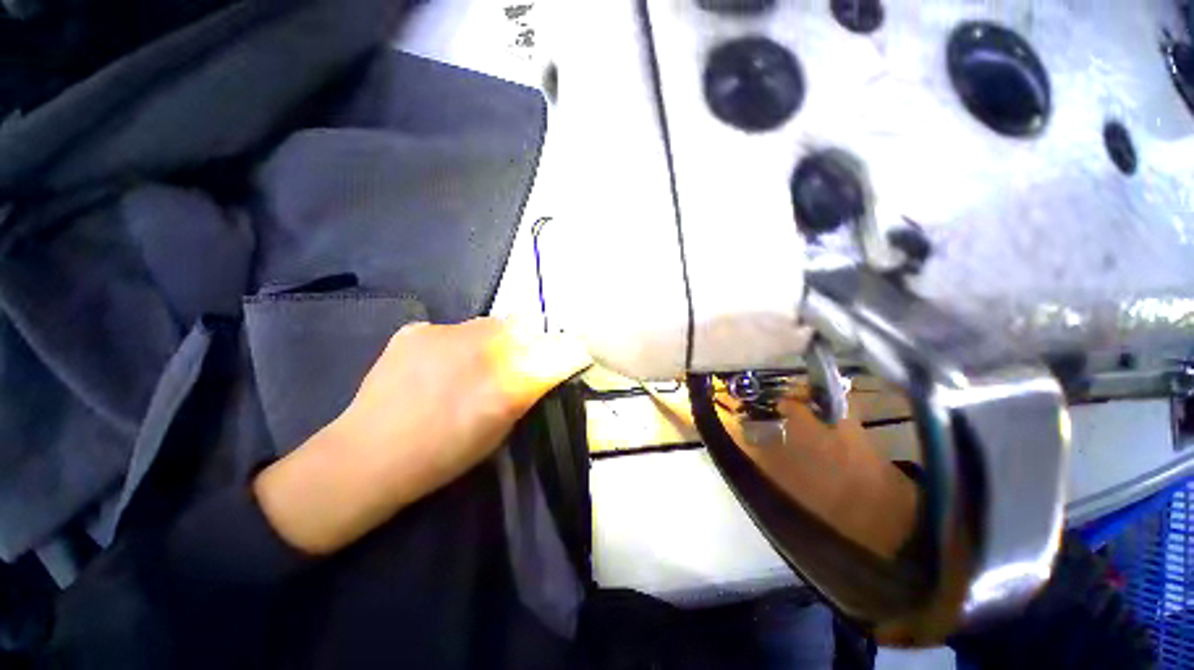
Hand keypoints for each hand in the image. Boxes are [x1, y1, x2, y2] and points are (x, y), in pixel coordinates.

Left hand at [254, 318, 591, 554]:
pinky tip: (438, 367)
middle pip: (514, 328)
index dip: (552, 346)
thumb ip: (528, 390)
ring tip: (469, 368)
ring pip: (482, 326)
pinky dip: (454, 343)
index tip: (552, 355)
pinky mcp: (412, 332)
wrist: (367, 458)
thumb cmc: (443, 453)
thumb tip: (550, 364)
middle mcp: (476, 348)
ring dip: (486, 341)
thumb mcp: (499, 427)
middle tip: (508, 364)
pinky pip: (449, 330)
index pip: (545, 346)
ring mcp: (439, 333)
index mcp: (500, 380)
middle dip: (519, 341)